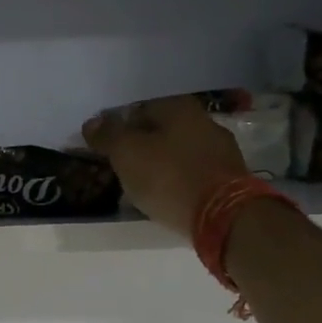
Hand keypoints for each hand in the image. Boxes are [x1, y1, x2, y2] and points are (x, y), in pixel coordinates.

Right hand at [83, 95, 247, 236]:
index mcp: (178, 106)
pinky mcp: (229, 176)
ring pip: (178, 151)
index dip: (116, 129)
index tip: (104, 150)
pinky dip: (177, 180)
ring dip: (159, 164)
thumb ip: (107, 135)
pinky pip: (192, 172)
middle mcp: (203, 120)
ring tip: (141, 186)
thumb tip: (91, 122)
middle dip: (140, 146)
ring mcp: (220, 148)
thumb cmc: (168, 177)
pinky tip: (167, 195)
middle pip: (160, 130)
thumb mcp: (127, 154)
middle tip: (120, 169)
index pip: (137, 110)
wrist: (223, 215)